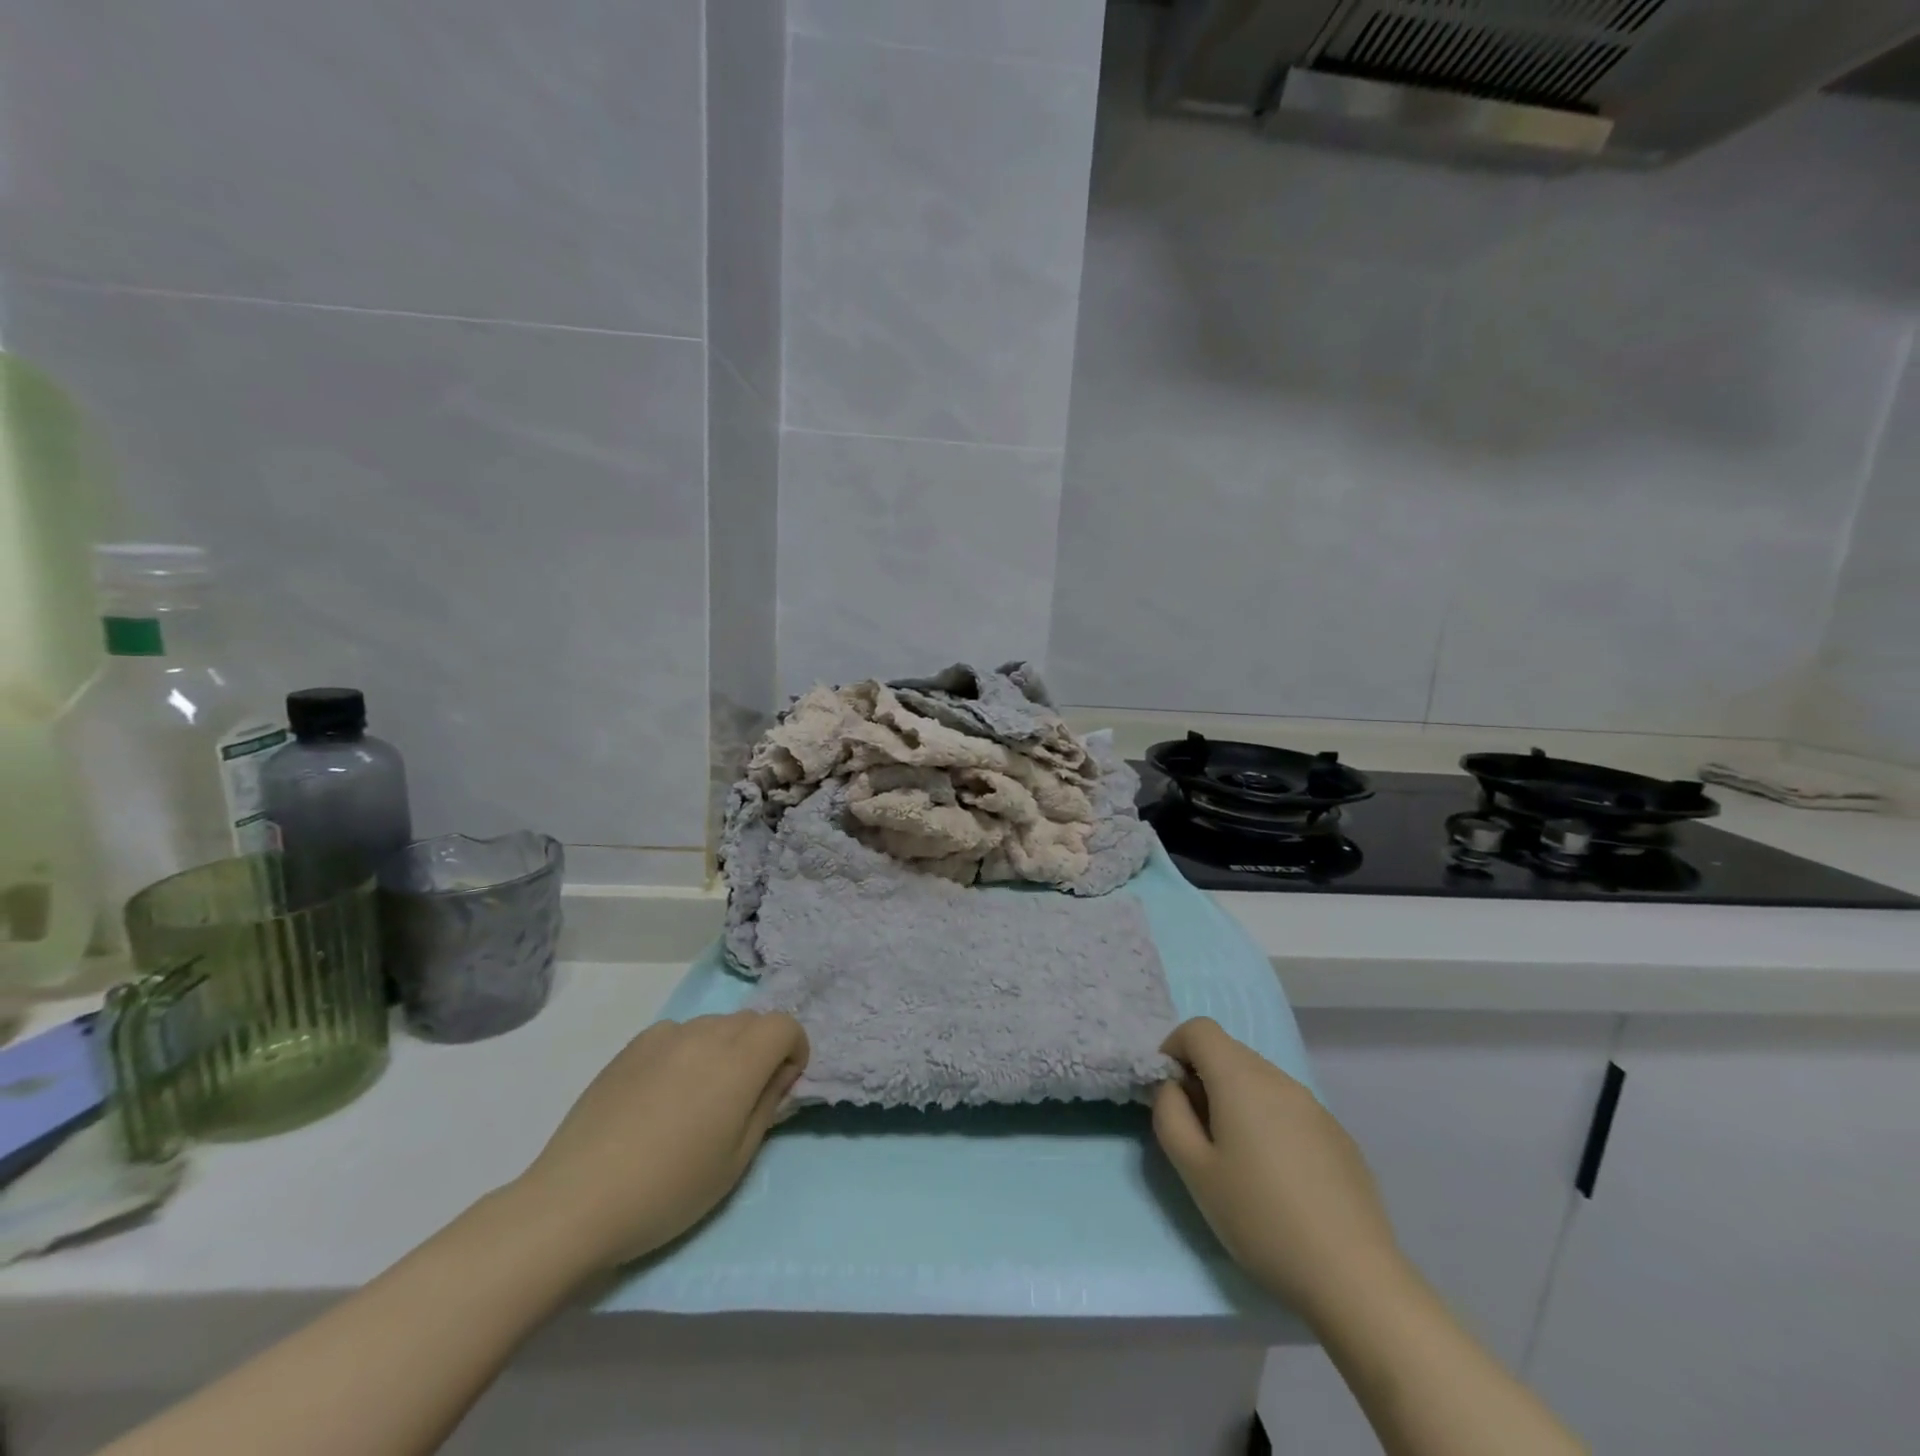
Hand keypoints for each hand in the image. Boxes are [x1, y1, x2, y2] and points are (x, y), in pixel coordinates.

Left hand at [515, 1011, 808, 1269]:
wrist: (576, 1202)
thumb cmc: (668, 1191)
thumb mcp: (735, 1161)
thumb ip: (766, 1106)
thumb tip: (780, 1074)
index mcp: (738, 1061)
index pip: (784, 1025)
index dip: (793, 1049)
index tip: (781, 1085)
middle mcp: (706, 1034)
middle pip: (751, 1021)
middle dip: (760, 1049)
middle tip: (742, 1098)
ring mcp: (666, 1036)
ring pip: (714, 1025)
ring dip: (723, 1049)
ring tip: (698, 1099)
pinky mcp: (633, 1046)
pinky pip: (677, 1035)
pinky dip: (686, 1052)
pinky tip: (662, 1095)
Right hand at [1153, 1017, 1404, 1323]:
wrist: (1354, 1277)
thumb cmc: (1260, 1219)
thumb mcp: (1194, 1171)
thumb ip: (1170, 1115)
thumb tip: (1173, 1087)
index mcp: (1241, 1078)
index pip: (1199, 1029)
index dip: (1174, 1049)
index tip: (1169, 1093)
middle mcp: (1279, 1078)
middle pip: (1229, 1052)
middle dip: (1202, 1076)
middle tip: (1197, 1131)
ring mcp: (1314, 1105)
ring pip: (1259, 1079)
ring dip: (1235, 1098)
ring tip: (1237, 1157)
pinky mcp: (1337, 1134)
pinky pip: (1288, 1107)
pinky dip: (1267, 1120)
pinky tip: (1278, 1176)